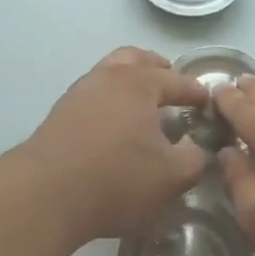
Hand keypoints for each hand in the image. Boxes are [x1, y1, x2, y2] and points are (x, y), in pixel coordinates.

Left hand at [22, 49, 209, 243]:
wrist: (45, 195)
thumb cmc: (117, 179)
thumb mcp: (172, 176)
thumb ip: (194, 158)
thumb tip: (194, 147)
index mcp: (137, 82)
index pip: (177, 81)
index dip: (197, 92)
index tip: (209, 103)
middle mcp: (105, 78)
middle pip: (135, 59)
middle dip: (157, 69)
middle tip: (172, 85)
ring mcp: (77, 95)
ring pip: (108, 76)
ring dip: (129, 85)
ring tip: (144, 109)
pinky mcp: (58, 117)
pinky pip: (93, 98)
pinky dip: (110, 104)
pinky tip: (115, 128)